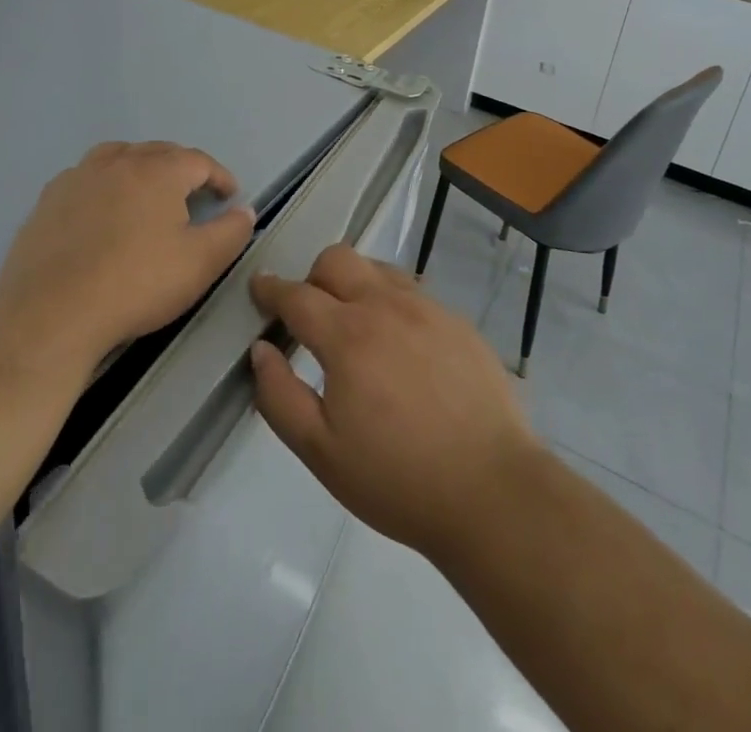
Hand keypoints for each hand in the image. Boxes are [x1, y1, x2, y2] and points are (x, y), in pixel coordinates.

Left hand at [0, 141, 256, 375]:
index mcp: (158, 171)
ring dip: (139, 167)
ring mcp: (78, 177)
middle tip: (194, 193)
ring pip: (117, 156)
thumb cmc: (136, 284)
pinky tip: (102, 211)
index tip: (229, 196)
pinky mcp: (48, 200)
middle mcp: (118, 162)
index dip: (219, 176)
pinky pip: (85, 177)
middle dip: (182, 168)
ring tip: (147, 191)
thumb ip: (231, 232)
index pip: (198, 161)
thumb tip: (244, 211)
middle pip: (158, 152)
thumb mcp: (200, 263)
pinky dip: (104, 184)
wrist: (52, 314)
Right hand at [249, 245, 542, 562]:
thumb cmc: (398, 479)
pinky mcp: (458, 322)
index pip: (297, 295)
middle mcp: (386, 306)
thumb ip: (279, 396)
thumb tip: (261, 350)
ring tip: (355, 327)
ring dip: (354, 284)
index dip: (271, 288)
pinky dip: (391, 303)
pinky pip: (412, 292)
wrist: (492, 491)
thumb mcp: (321, 452)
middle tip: (309, 314)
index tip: (259, 287)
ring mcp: (428, 309)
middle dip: (313, 277)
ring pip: (377, 269)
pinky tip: (399, 345)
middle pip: (337, 259)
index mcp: (347, 336)